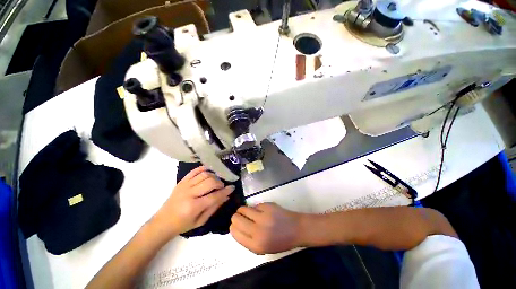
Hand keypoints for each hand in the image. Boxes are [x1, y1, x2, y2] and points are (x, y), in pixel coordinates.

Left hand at [153, 166, 234, 235]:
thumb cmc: (183, 224)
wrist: (163, 222)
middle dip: (220, 183)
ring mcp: (184, 185)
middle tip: (222, 187)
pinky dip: (203, 169)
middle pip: (210, 182)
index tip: (232, 188)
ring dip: (213, 176)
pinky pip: (194, 171)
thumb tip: (226, 196)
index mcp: (194, 207)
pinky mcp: (181, 181)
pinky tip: (209, 171)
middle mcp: (189, 194)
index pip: (214, 195)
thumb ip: (214, 207)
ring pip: (204, 174)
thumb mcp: (201, 221)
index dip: (225, 191)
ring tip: (215, 182)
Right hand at [230, 203, 301, 254]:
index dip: (233, 227)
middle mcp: (258, 231)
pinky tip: (262, 211)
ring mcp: (263, 216)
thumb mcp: (263, 248)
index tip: (234, 225)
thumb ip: (248, 240)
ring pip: (243, 209)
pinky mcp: (268, 206)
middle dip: (236, 217)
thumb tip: (236, 227)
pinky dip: (255, 208)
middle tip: (240, 217)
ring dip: (243, 210)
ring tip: (248, 212)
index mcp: (256, 245)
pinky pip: (255, 205)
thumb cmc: (280, 241)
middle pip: (236, 219)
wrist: (296, 229)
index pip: (235, 232)